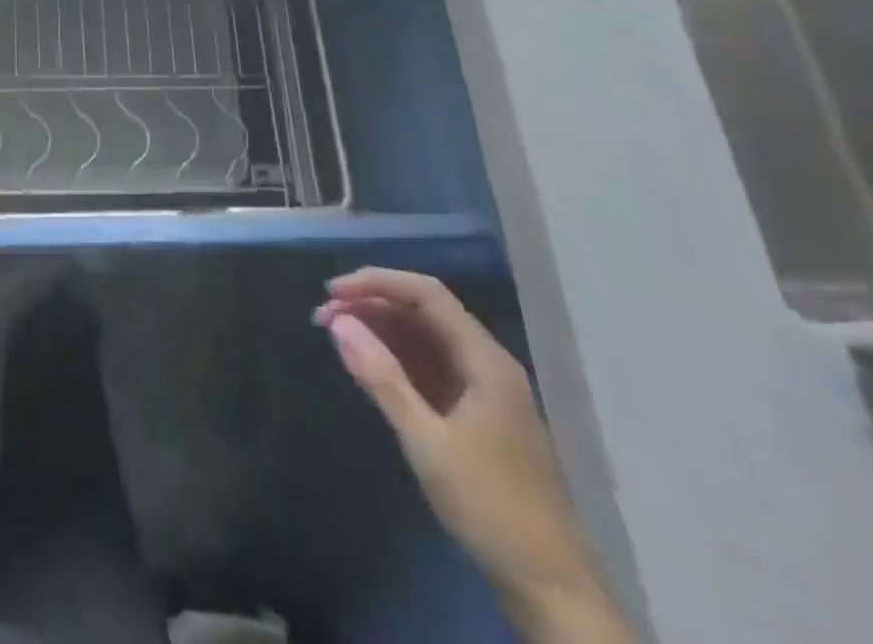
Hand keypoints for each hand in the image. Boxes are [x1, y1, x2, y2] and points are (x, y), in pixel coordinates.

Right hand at [316, 269, 629, 642]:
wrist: (550, 589)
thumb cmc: (490, 507)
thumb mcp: (426, 442)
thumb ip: (382, 378)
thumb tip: (338, 322)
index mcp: (485, 361)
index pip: (426, 294)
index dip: (376, 283)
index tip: (331, 293)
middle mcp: (486, 363)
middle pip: (423, 311)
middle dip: (371, 305)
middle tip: (322, 318)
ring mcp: (482, 389)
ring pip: (423, 337)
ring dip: (378, 329)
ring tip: (335, 335)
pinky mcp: (474, 413)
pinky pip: (428, 365)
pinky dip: (394, 356)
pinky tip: (366, 365)